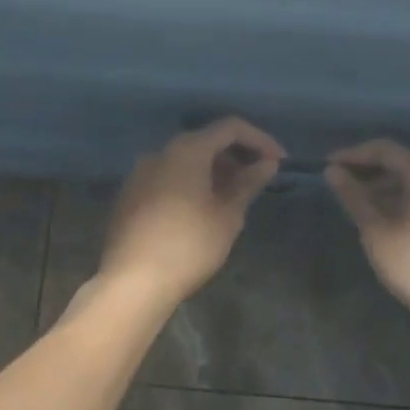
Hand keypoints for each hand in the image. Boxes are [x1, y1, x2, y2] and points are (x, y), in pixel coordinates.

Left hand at [97, 118, 284, 304]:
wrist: (132, 281)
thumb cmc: (189, 246)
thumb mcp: (227, 216)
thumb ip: (248, 184)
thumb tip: (266, 164)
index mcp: (186, 151)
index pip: (230, 128)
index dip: (260, 140)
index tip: (279, 162)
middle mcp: (159, 153)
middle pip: (204, 142)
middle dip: (235, 157)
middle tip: (257, 181)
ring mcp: (139, 174)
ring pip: (184, 162)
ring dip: (212, 172)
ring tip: (232, 199)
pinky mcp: (129, 196)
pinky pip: (167, 179)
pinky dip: (190, 184)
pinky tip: (201, 211)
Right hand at [325, 141, 409, 329]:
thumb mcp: (377, 231)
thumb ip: (354, 197)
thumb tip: (332, 171)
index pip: (387, 150)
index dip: (355, 154)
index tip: (328, 166)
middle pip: (404, 166)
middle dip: (370, 173)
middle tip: (341, 187)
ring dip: (386, 190)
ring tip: (360, 208)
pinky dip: (404, 205)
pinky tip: (388, 225)